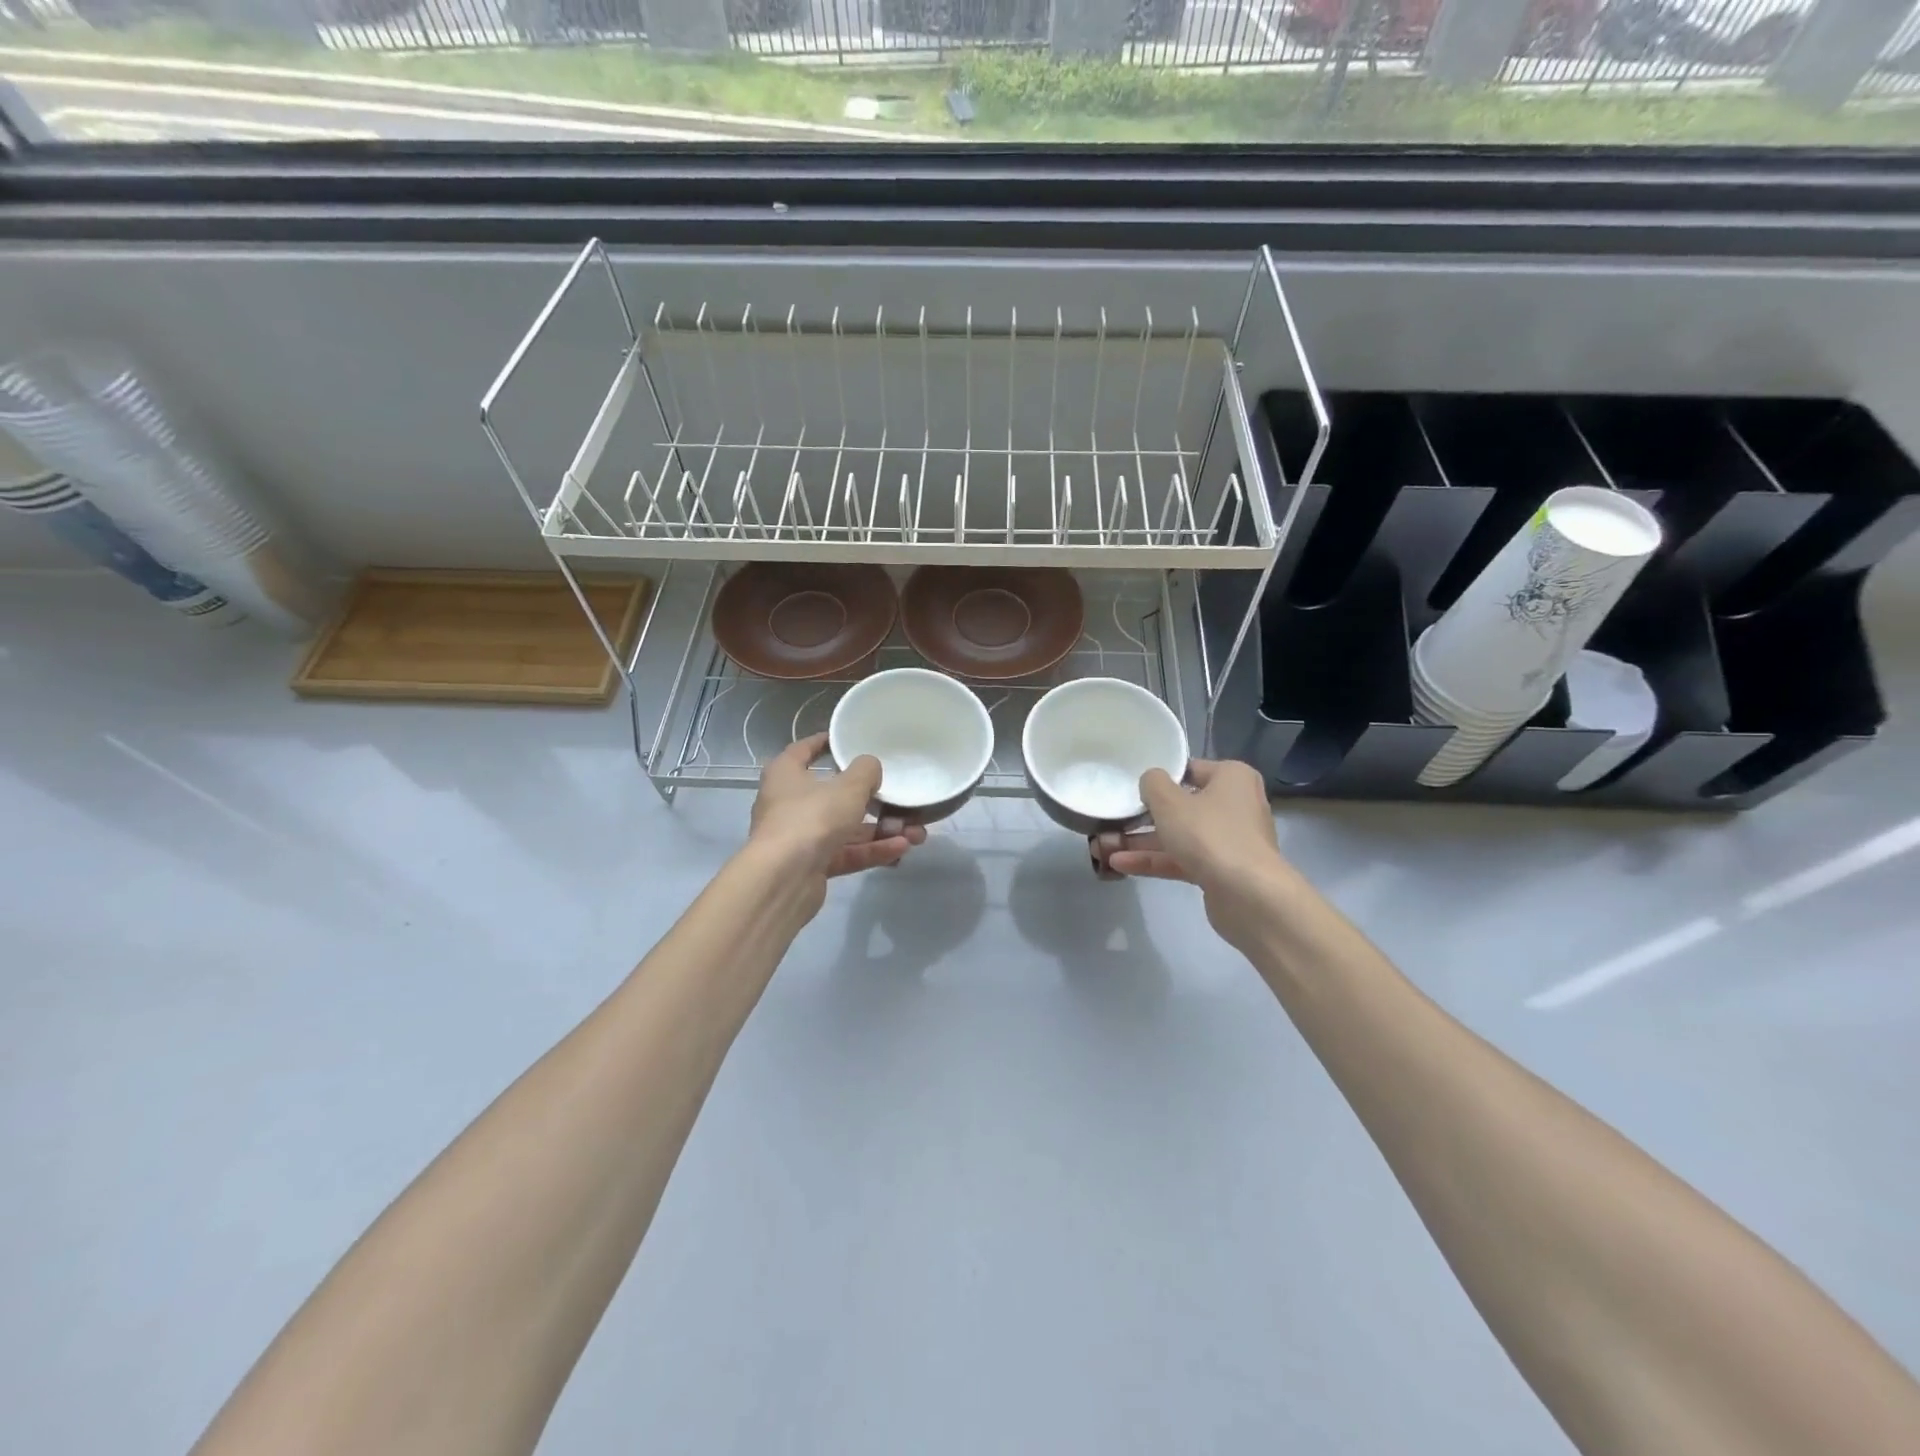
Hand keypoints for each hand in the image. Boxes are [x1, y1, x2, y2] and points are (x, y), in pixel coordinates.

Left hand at [749, 733, 926, 881]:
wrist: (784, 879)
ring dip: (881, 831)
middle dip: (874, 801)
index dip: (825, 743)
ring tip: (916, 834)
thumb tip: (870, 768)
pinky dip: (872, 851)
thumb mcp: (848, 787)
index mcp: (786, 774)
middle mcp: (789, 803)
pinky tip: (901, 850)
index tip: (847, 740)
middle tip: (902, 801)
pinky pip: (846, 853)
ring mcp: (800, 837)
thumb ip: (866, 771)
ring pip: (846, 829)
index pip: (804, 750)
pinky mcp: (812, 865)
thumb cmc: (812, 818)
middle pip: (835, 796)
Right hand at [1101, 759, 1293, 950]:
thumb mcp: (1170, 802)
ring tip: (1105, 846)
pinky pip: (1183, 859)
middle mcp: (1235, 805)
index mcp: (1232, 778)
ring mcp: (1229, 841)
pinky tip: (1120, 865)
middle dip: (1145, 816)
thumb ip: (1153, 784)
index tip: (1131, 788)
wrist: (1249, 896)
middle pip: (1183, 805)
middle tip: (1113, 819)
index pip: (1190, 769)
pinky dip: (1155, 861)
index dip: (1159, 778)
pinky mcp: (1221, 871)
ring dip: (1143, 841)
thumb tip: (1151, 781)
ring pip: (1180, 835)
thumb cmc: (1210, 835)